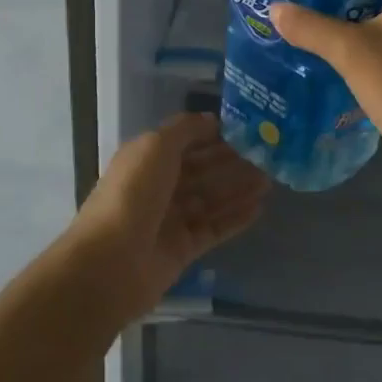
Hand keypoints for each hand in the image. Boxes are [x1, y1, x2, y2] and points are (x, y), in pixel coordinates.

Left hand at [74, 112, 269, 315]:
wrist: (111, 262)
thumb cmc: (132, 194)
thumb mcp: (155, 147)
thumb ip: (185, 130)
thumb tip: (211, 119)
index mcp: (146, 160)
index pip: (186, 143)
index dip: (214, 135)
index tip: (248, 130)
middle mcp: (158, 188)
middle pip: (201, 171)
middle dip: (232, 162)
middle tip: (267, 156)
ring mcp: (170, 220)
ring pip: (211, 199)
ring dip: (238, 189)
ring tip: (270, 180)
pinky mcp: (183, 249)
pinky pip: (214, 229)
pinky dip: (235, 218)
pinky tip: (259, 208)